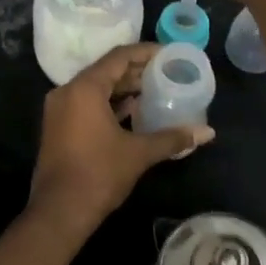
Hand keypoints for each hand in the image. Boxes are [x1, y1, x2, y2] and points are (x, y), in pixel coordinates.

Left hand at [26, 43, 213, 248]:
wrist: (59, 211)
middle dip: (136, 71)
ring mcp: (59, 109)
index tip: (168, 54)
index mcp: (85, 88)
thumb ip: (172, 138)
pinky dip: (109, 103)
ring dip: (123, 88)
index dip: (145, 52)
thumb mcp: (139, 153)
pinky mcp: (58, 126)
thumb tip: (207, 132)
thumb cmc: (99, 174)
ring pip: (96, 88)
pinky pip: (87, 103)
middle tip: (166, 73)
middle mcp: (68, 91)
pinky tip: (133, 111)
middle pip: (106, 70)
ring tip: (155, 90)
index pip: (119, 57)